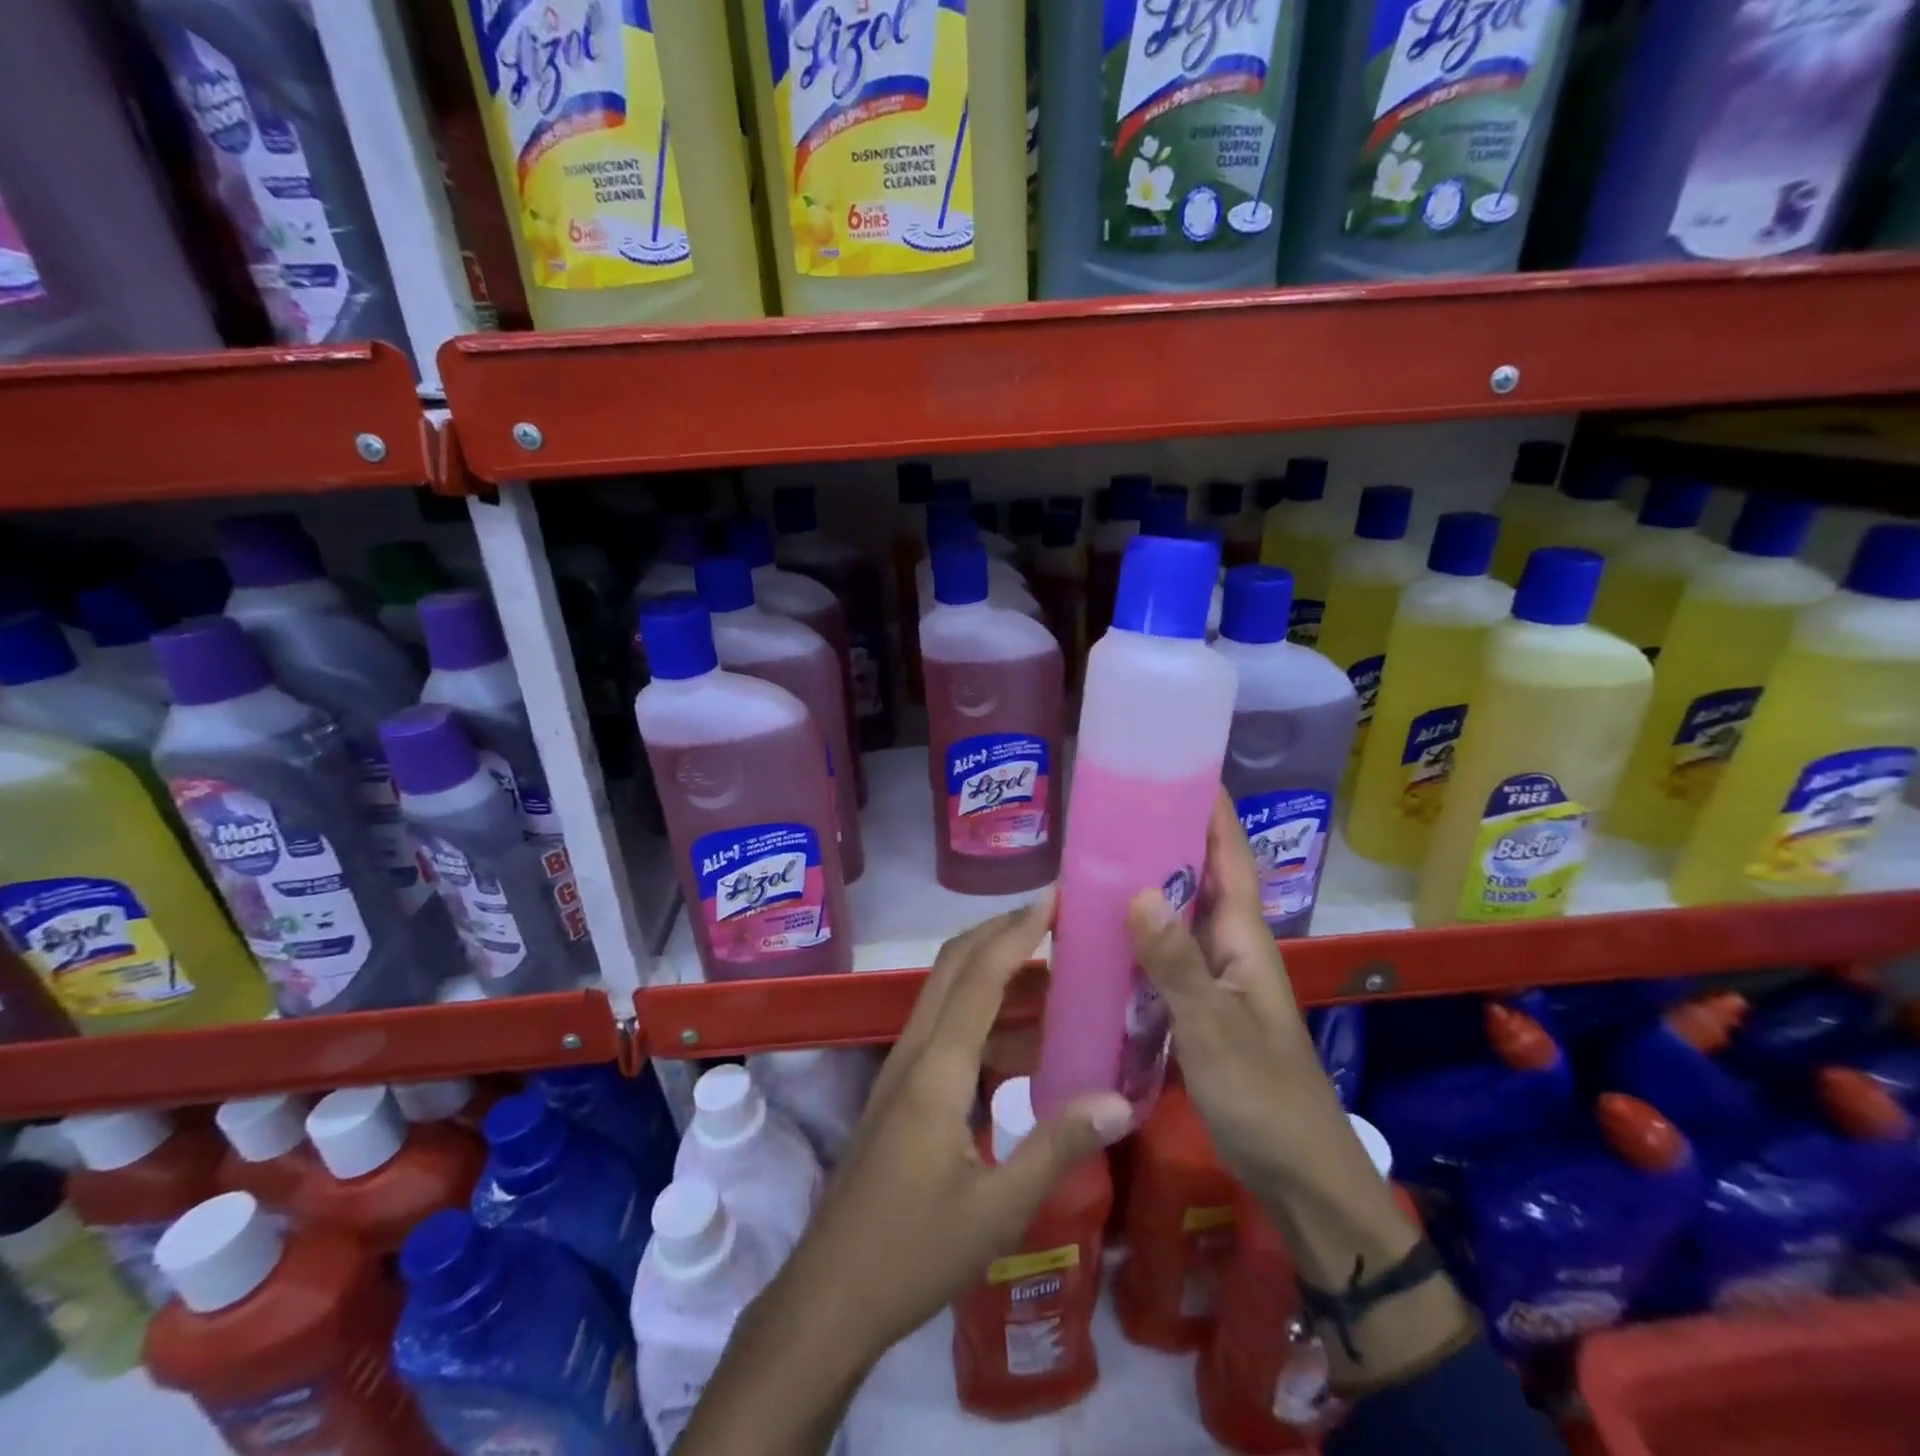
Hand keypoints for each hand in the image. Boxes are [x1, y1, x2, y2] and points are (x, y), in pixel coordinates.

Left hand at [771, 895, 1132, 1371]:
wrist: (829, 1295)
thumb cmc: (912, 1253)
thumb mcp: (998, 1209)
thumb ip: (1058, 1147)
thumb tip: (1120, 1100)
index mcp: (937, 1069)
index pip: (981, 975)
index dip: (1018, 930)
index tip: (1055, 897)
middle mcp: (914, 1052)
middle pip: (955, 966)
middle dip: (1001, 931)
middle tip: (1056, 919)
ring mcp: (902, 1070)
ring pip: (948, 994)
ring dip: (994, 971)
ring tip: (1053, 973)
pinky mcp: (901, 1092)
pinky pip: (946, 1030)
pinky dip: (985, 1017)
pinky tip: (1024, 1045)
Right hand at [1124, 791, 1348, 1201]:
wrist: (1299, 1175)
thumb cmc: (1264, 1096)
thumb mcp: (1214, 1029)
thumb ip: (1175, 963)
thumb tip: (1135, 889)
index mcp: (1244, 936)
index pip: (1228, 853)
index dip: (1207, 806)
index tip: (1171, 764)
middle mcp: (1230, 944)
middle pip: (1198, 874)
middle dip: (1163, 835)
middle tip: (1107, 808)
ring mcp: (1215, 975)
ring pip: (1178, 913)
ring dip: (1145, 883)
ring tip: (1092, 858)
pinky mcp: (1199, 1004)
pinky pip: (1164, 952)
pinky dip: (1137, 934)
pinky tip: (1100, 934)